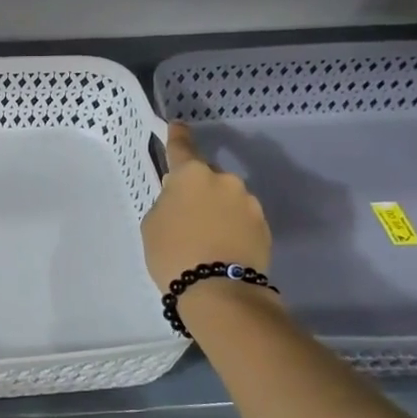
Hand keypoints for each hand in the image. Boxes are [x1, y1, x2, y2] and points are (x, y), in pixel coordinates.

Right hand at [140, 123, 272, 288]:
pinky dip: (231, 227)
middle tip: (185, 216)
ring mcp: (248, 202)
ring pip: (226, 199)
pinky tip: (222, 248)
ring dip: (217, 210)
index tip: (177, 126)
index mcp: (192, 175)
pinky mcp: (264, 226)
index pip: (182, 147)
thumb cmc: (173, 253)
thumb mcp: (153, 224)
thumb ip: (167, 203)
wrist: (219, 291)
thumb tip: (183, 201)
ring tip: (205, 238)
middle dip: (197, 190)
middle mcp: (224, 180)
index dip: (177, 136)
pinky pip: (241, 219)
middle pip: (206, 178)